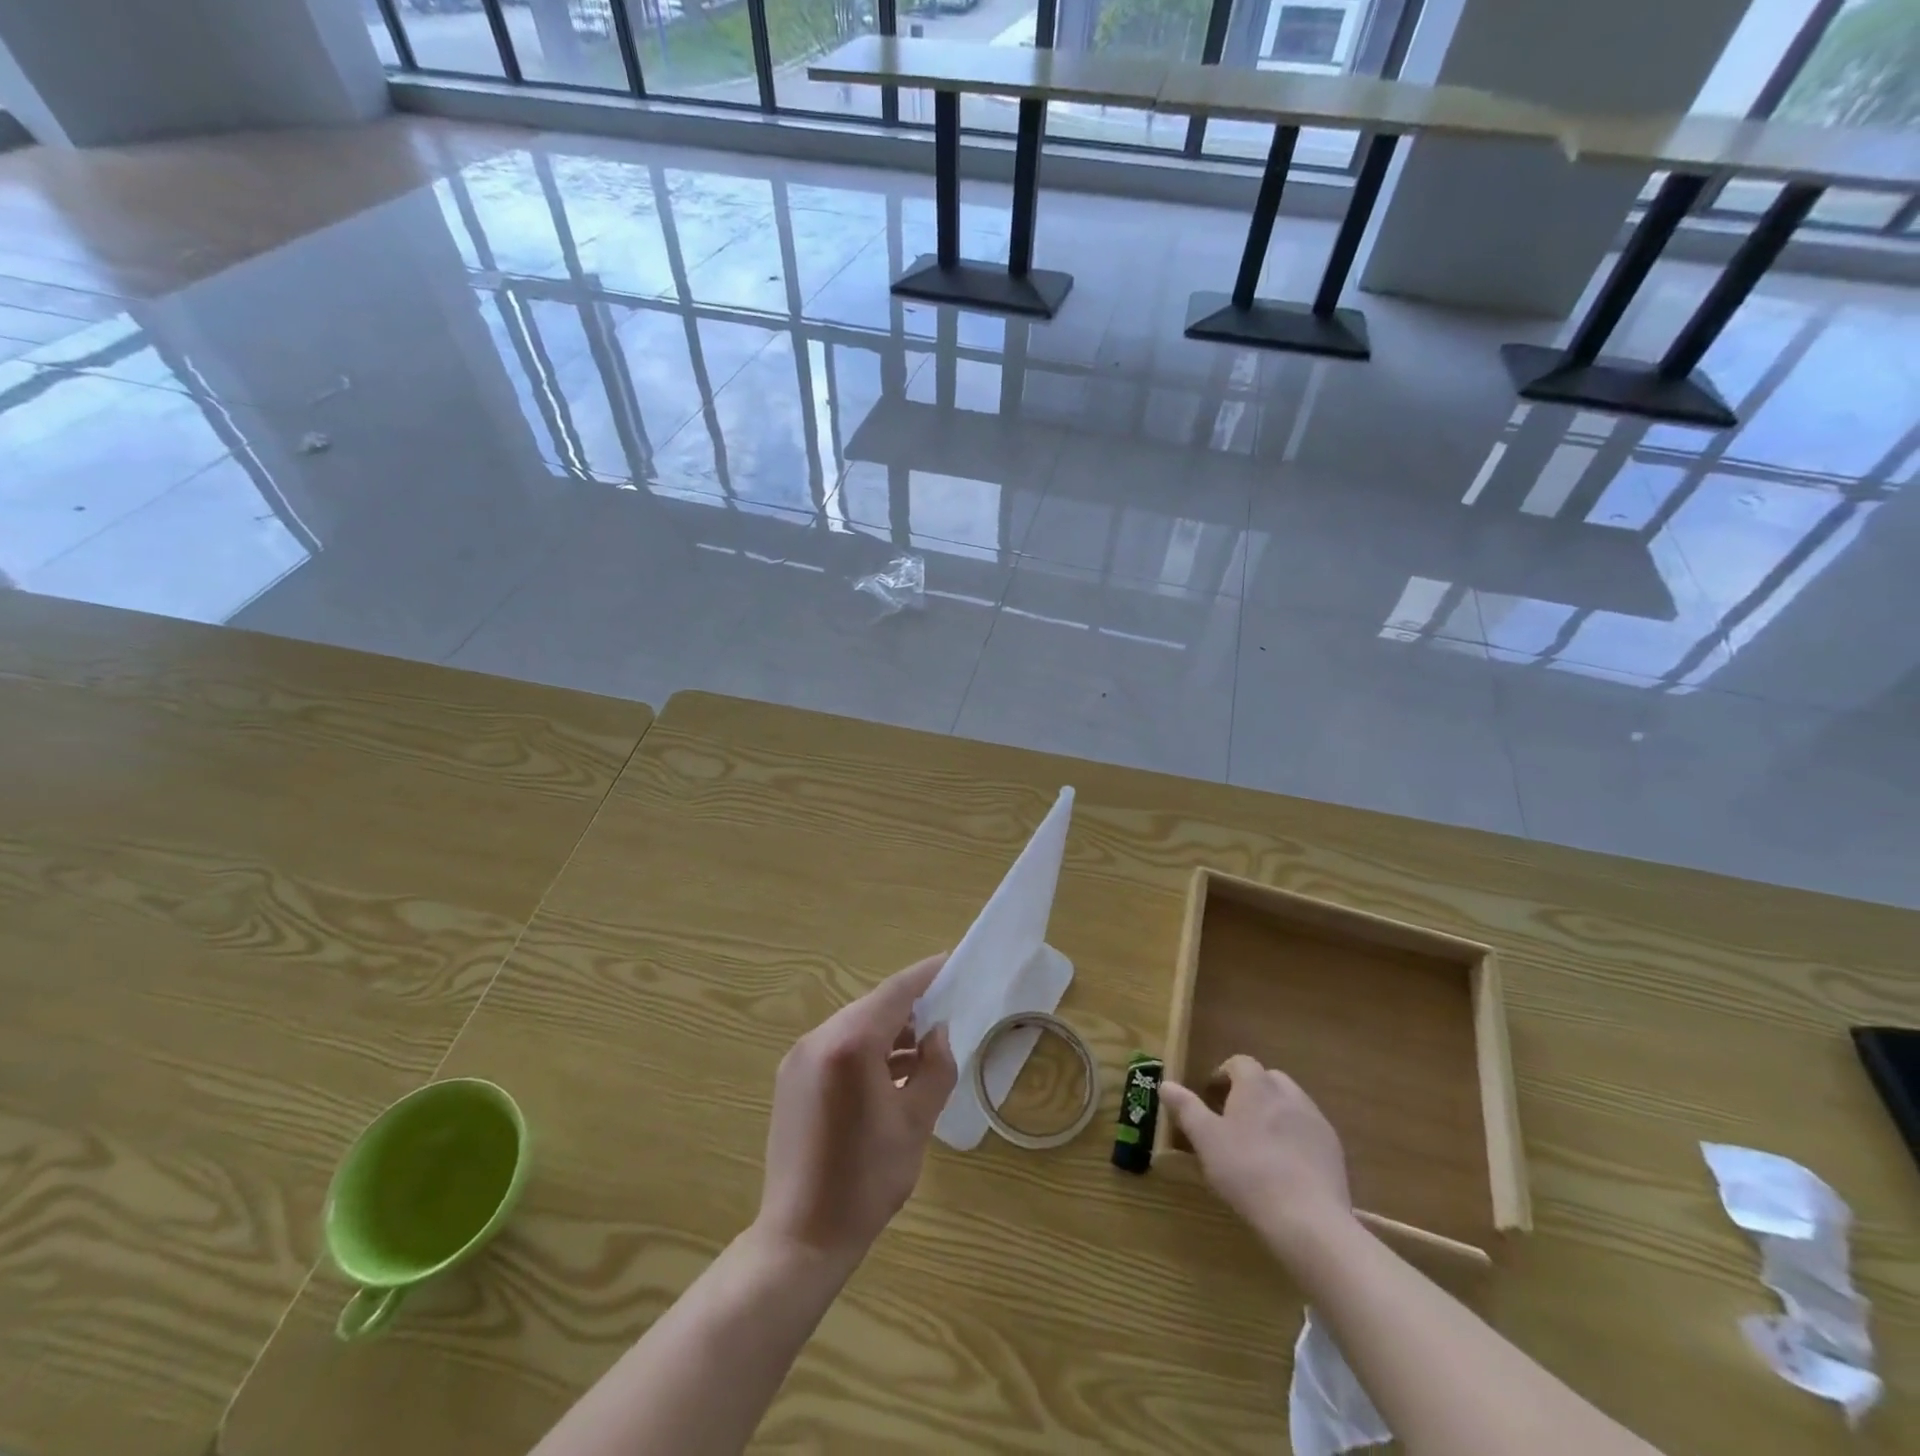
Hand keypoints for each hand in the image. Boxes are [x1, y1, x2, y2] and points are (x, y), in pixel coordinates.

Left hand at [756, 954, 957, 1266]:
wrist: (801, 1237)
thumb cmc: (866, 1181)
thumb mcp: (916, 1122)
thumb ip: (936, 1068)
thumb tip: (938, 1033)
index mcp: (850, 1044)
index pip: (896, 992)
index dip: (926, 975)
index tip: (952, 962)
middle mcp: (819, 1039)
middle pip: (873, 1006)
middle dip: (910, 1005)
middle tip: (946, 1010)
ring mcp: (799, 1057)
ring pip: (854, 1026)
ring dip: (889, 1030)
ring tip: (925, 1047)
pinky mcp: (791, 1078)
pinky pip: (837, 1047)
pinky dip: (866, 1049)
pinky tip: (892, 1071)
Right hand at [1159, 1056, 1351, 1253]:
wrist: (1308, 1220)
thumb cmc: (1247, 1172)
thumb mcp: (1206, 1140)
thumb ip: (1186, 1108)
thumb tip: (1165, 1084)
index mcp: (1256, 1085)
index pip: (1239, 1063)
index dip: (1223, 1075)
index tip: (1211, 1098)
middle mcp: (1289, 1094)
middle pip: (1268, 1080)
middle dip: (1251, 1092)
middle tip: (1233, 1120)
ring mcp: (1316, 1121)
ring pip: (1291, 1104)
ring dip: (1274, 1114)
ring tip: (1259, 1145)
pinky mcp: (1334, 1150)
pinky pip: (1309, 1131)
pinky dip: (1295, 1138)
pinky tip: (1286, 1167)